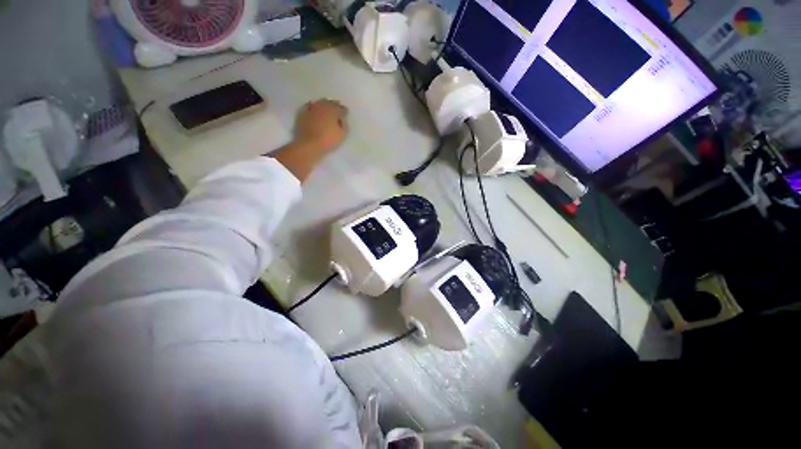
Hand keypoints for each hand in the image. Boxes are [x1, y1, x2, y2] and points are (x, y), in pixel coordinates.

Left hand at [295, 100, 347, 153]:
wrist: (309, 144)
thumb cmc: (328, 140)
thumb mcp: (342, 134)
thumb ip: (344, 124)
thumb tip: (342, 119)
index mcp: (333, 110)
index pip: (341, 108)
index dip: (344, 112)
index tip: (345, 115)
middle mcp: (322, 105)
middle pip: (330, 103)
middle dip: (334, 106)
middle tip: (336, 112)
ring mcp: (311, 108)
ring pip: (319, 103)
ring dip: (324, 106)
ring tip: (326, 112)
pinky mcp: (302, 112)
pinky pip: (309, 107)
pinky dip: (313, 108)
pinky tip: (314, 112)